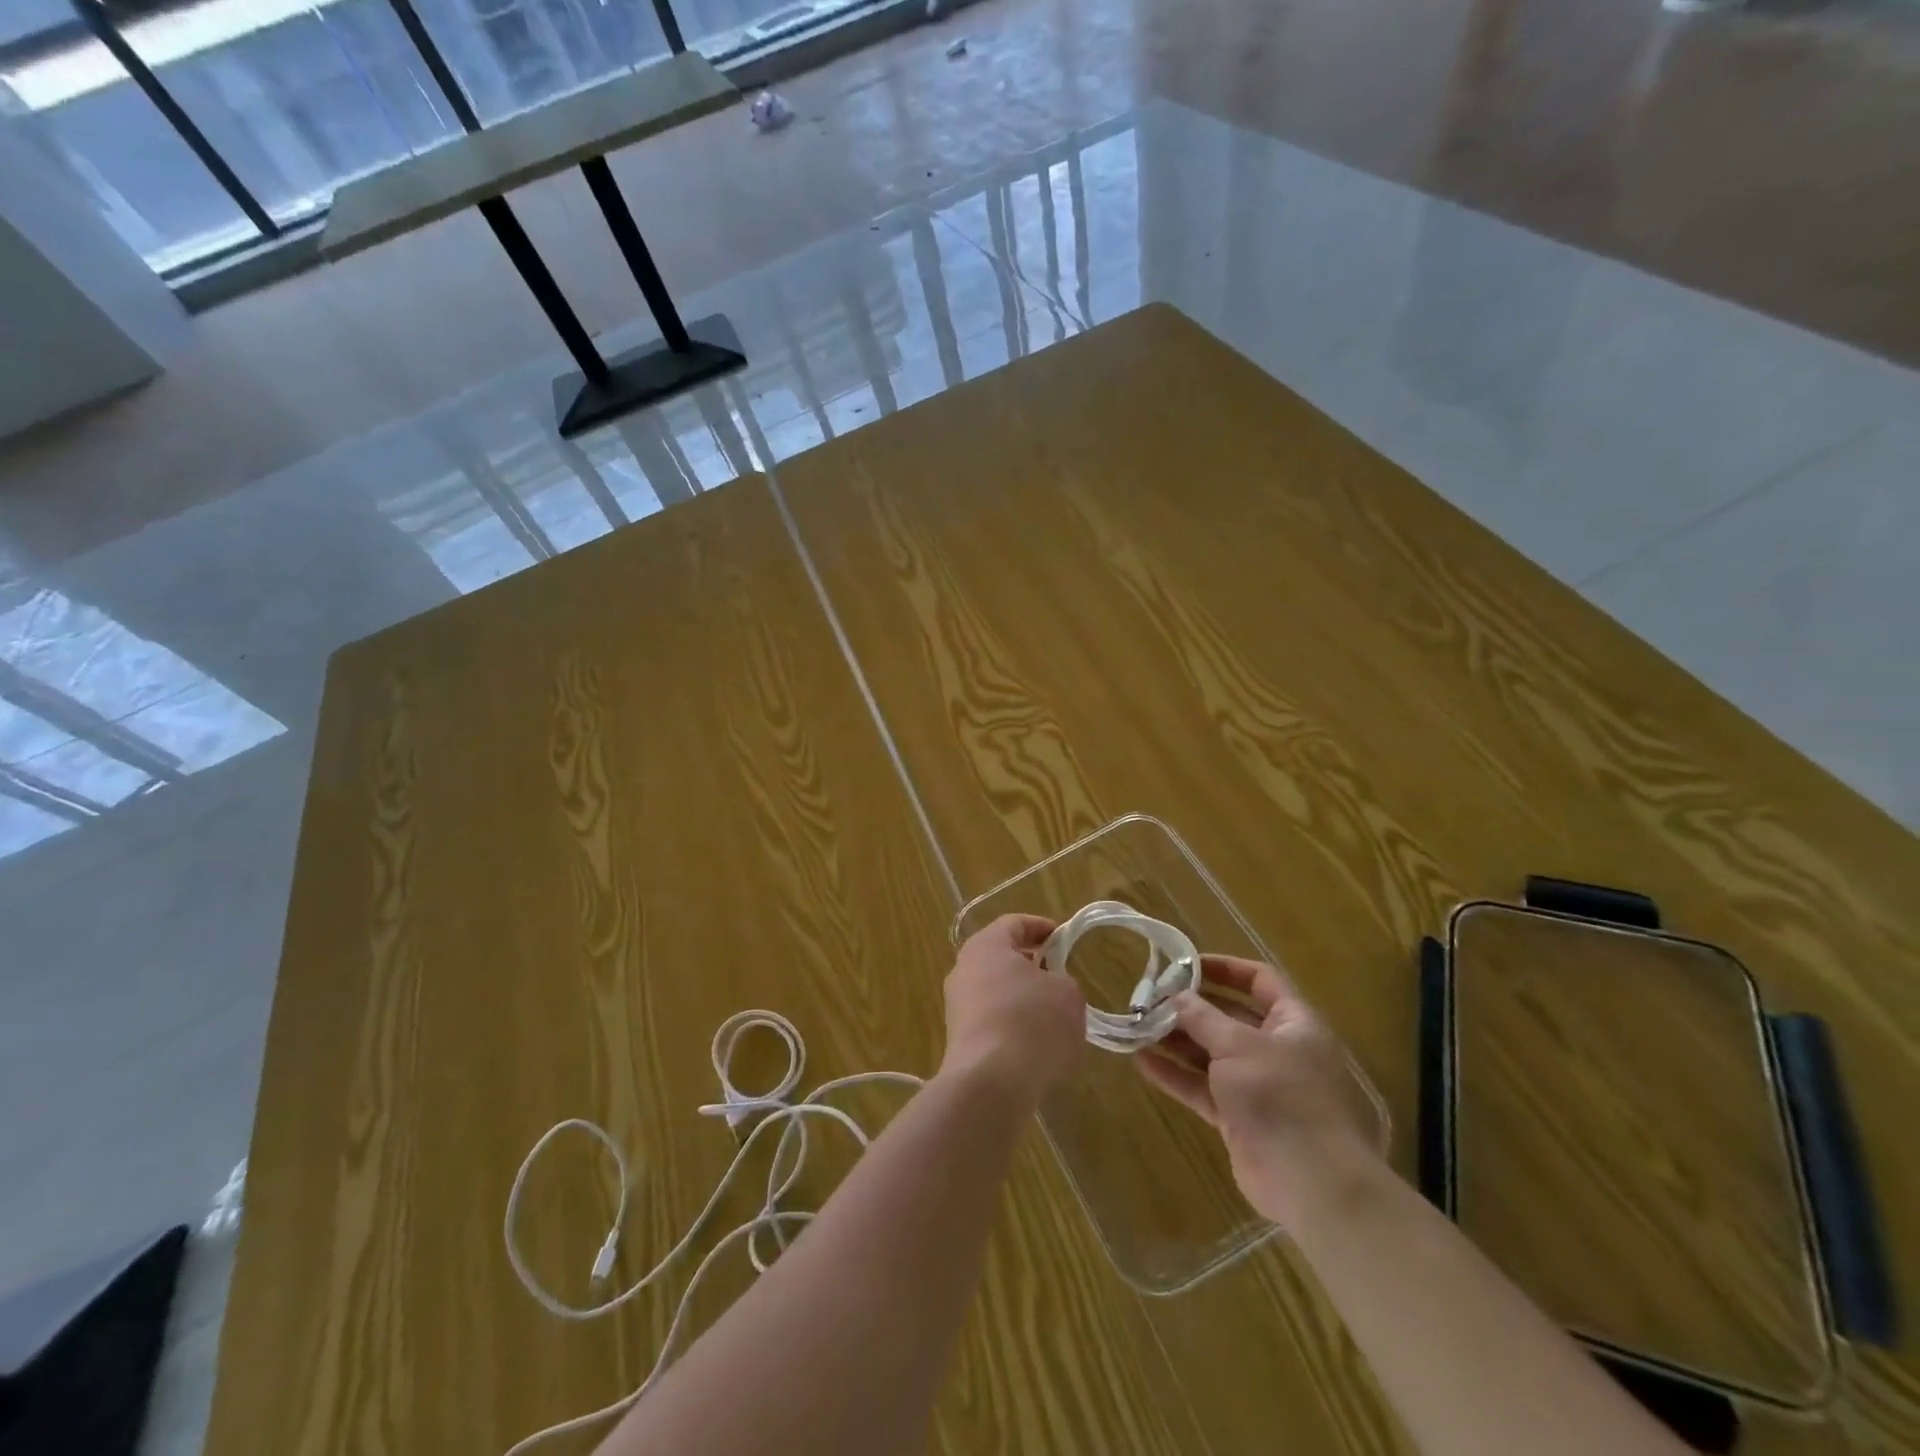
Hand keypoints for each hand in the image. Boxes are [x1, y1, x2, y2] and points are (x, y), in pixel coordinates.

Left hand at [940, 914, 1085, 1100]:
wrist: (990, 1080)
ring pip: (995, 990)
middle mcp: (964, 969)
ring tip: (1053, 1013)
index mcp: (986, 945)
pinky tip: (1035, 1043)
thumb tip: (1051, 988)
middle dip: (1031, 964)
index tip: (1063, 938)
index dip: (1041, 927)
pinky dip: (1012, 1024)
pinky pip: (991, 1020)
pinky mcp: (959, 1038)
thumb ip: (1062, 981)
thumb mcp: (1067, 993)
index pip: (1014, 923)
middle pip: (1000, 956)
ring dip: (1021, 996)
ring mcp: (957, 1005)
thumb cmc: (1031, 1020)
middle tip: (1059, 974)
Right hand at [1136, 955, 1381, 1226]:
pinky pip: (1203, 1088)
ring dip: (1176, 1040)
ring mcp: (1259, 1087)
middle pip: (1230, 1017)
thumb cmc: (1282, 1096)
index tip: (1184, 964)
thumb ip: (1203, 1017)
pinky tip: (1142, 1062)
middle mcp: (1278, 1050)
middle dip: (1190, 1007)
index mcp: (1294, 1023)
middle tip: (1150, 998)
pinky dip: (1176, 1075)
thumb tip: (1176, 996)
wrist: (1313, 1183)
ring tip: (1137, 1026)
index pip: (1260, 980)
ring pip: (1212, 1054)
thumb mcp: (1238, 1045)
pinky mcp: (1240, 1119)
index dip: (1224, 968)